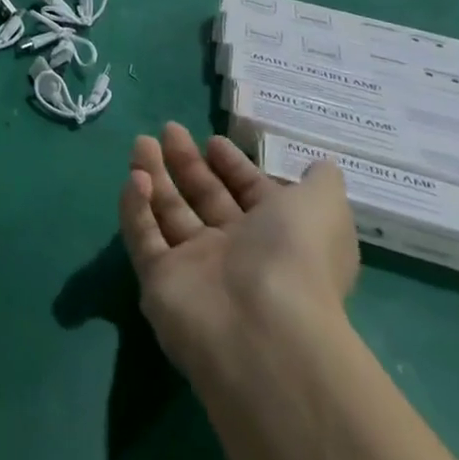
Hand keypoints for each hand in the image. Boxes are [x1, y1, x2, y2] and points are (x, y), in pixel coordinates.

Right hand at [119, 123, 358, 380]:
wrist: (264, 330)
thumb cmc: (296, 256)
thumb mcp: (324, 206)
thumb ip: (321, 181)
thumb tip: (321, 166)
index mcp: (276, 236)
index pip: (249, 195)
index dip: (233, 167)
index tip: (212, 140)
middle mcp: (236, 254)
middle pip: (205, 200)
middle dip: (187, 163)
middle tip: (169, 130)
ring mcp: (194, 269)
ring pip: (169, 213)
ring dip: (155, 176)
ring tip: (141, 142)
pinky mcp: (159, 282)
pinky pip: (143, 237)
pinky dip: (136, 207)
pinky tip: (134, 178)